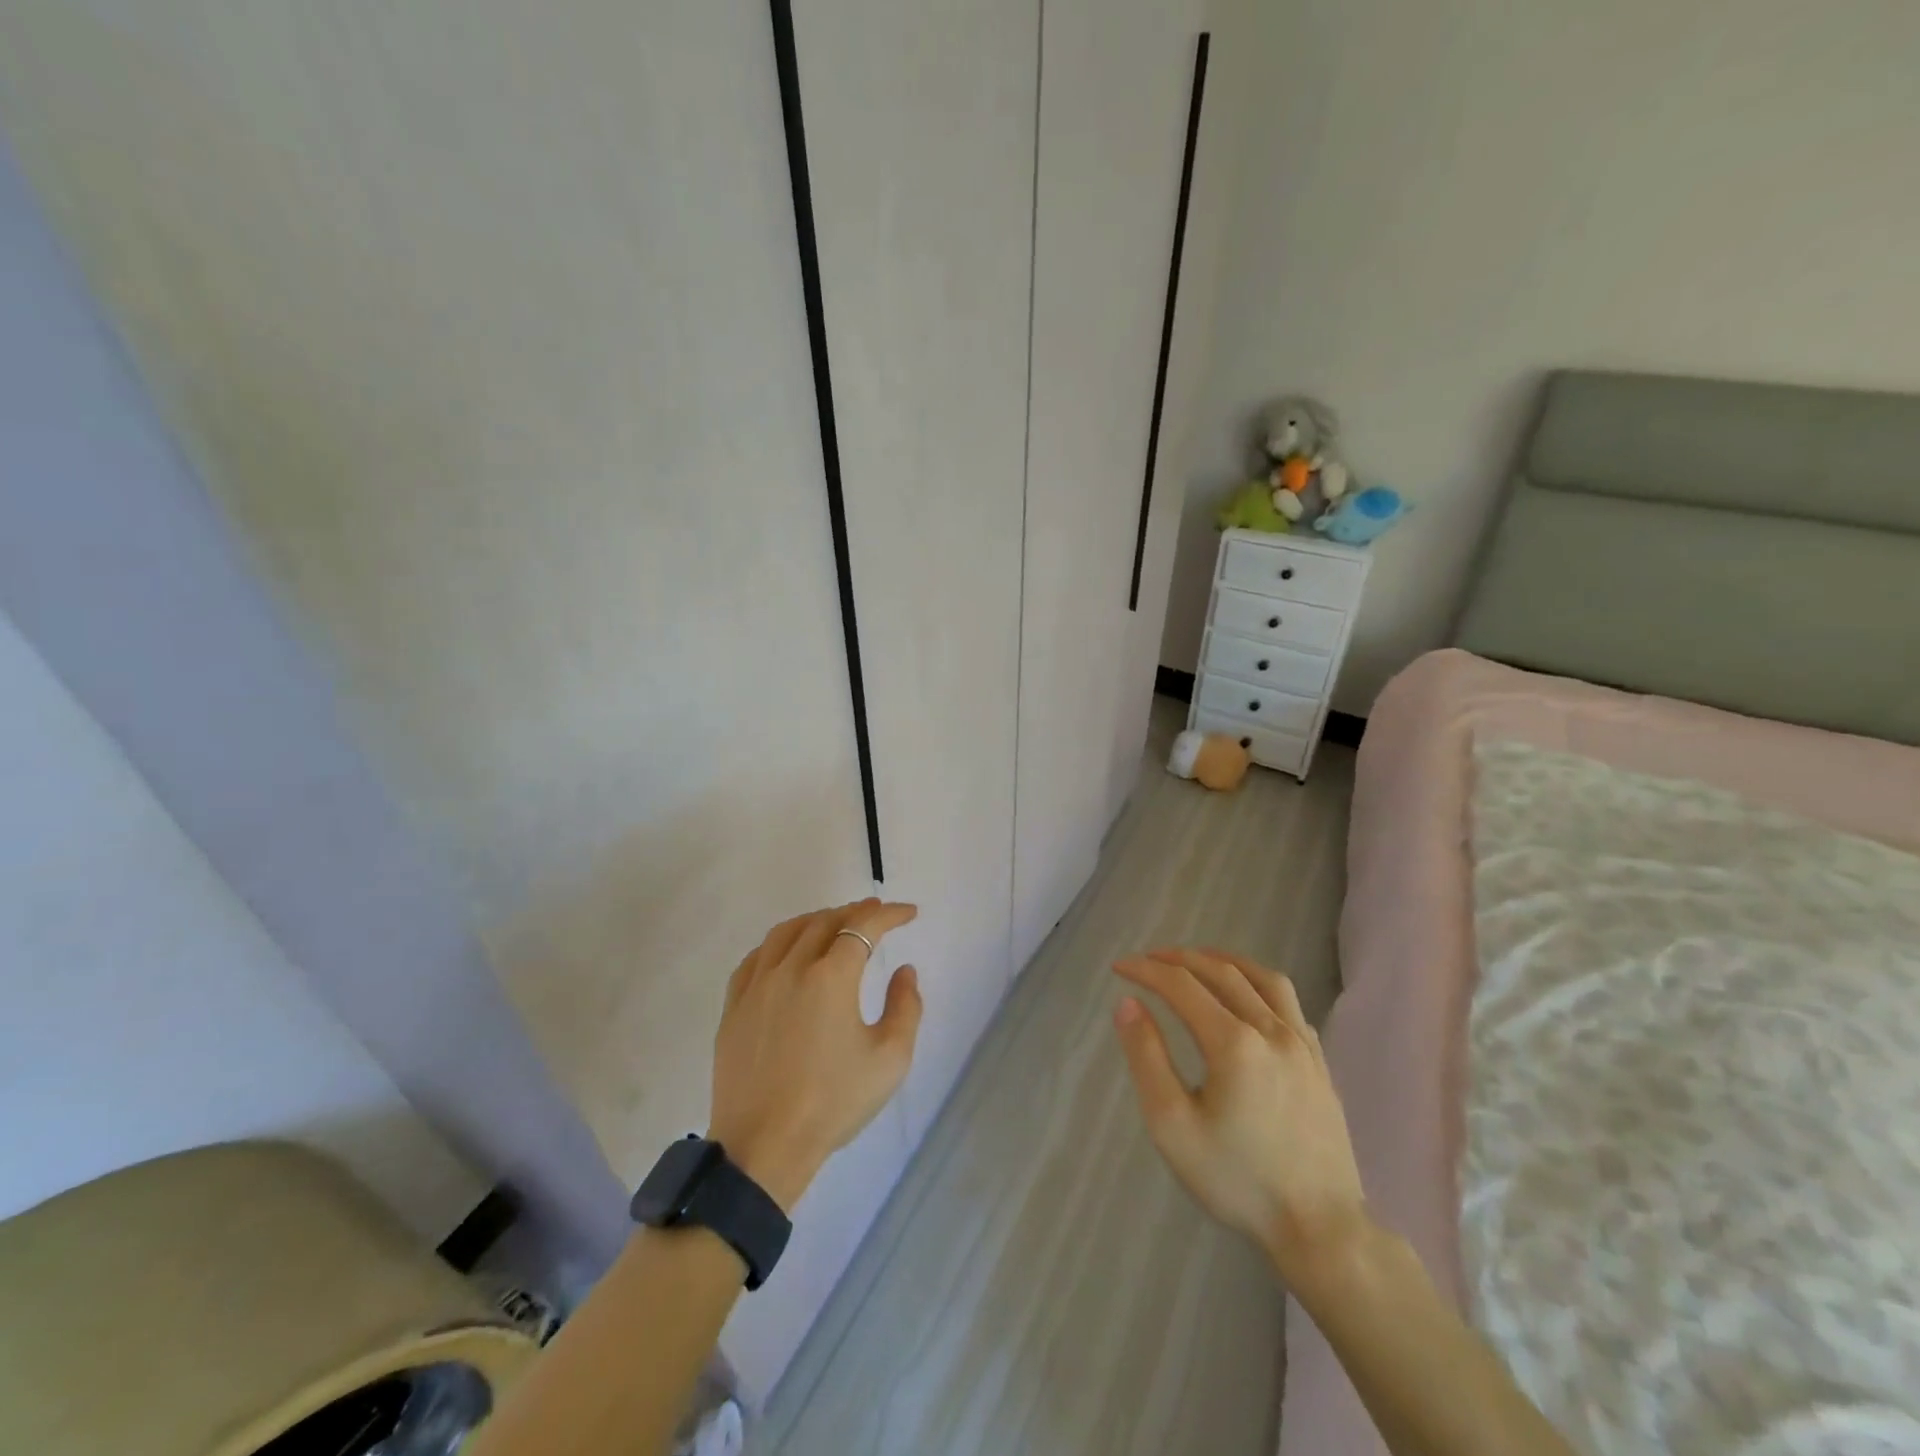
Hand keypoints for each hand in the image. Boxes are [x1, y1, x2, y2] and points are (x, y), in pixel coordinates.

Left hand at [708, 899, 921, 1209]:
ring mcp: (757, 985)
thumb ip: (906, 1006)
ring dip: (816, 919)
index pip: (864, 926)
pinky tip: (787, 952)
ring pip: (787, 932)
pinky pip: (756, 957)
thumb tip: (904, 971)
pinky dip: (779, 943)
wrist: (764, 1147)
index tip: (909, 913)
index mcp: (831, 976)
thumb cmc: (833, 1102)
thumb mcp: (890, 1059)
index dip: (889, 914)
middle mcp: (791, 968)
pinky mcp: (734, 1007)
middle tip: (876, 914)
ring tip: (834, 923)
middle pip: (825, 921)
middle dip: (856, 912)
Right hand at [1112, 947, 1367, 1290]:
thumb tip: (1128, 1003)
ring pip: (1262, 978)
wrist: (1320, 1229)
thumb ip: (1147, 1058)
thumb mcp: (1172, 1125)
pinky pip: (1289, 1002)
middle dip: (1178, 959)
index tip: (1118, 967)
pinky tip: (1247, 996)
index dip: (1146, 970)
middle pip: (1220, 972)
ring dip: (1223, 960)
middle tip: (1148, 960)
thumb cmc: (1238, 1180)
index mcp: (1233, 1043)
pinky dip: (1258, 984)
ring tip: (1196, 960)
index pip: (1181, 985)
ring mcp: (1302, 1044)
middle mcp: (1271, 1030)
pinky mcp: (1319, 1061)